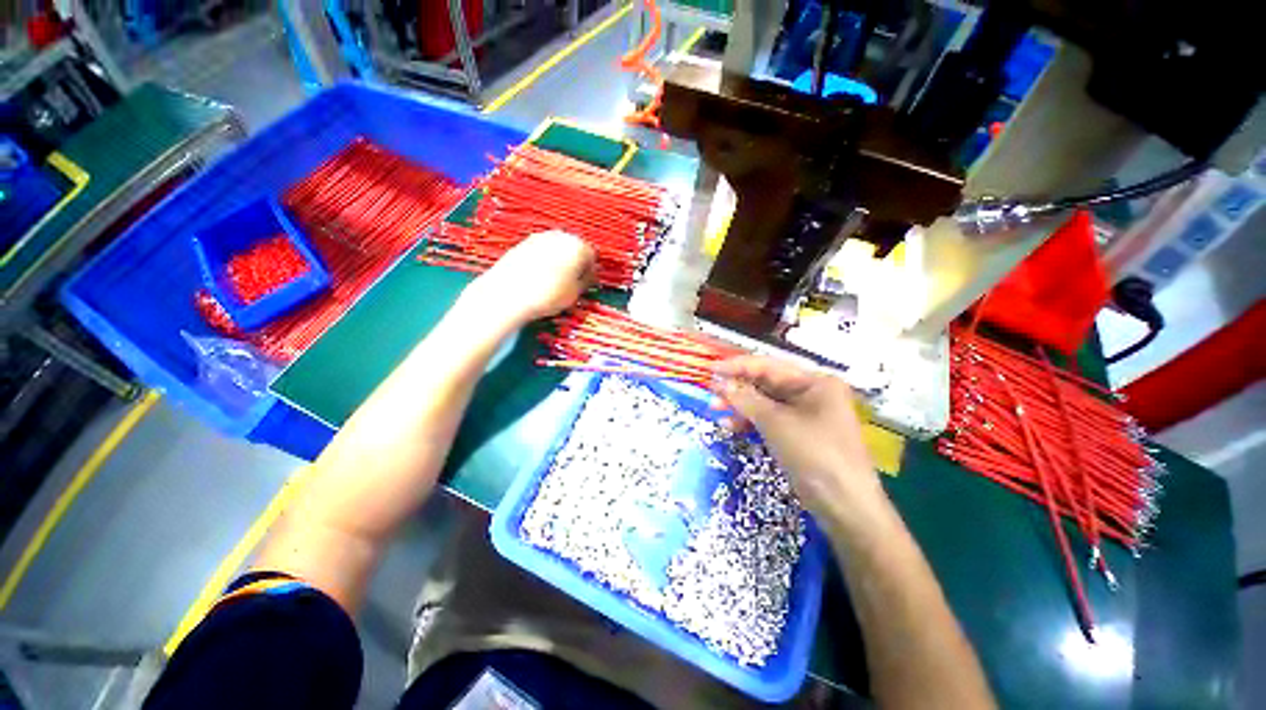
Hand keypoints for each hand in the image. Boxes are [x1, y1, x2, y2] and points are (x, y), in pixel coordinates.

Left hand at [461, 231, 596, 325]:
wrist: (507, 294)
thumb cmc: (547, 295)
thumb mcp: (574, 294)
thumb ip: (585, 281)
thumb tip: (589, 277)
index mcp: (577, 246)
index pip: (592, 255)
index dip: (590, 271)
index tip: (586, 283)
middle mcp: (559, 235)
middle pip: (573, 248)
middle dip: (575, 263)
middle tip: (571, 282)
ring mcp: (539, 237)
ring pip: (556, 248)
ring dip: (559, 261)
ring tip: (553, 282)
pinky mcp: (522, 242)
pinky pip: (540, 251)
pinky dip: (543, 261)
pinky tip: (538, 277)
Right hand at [713, 356, 886, 529]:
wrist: (844, 507)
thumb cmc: (814, 454)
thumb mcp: (776, 422)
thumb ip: (746, 399)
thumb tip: (718, 382)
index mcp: (815, 381)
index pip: (769, 366)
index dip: (738, 366)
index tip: (711, 369)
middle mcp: (812, 393)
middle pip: (766, 383)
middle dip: (738, 388)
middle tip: (711, 393)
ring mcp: (805, 415)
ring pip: (765, 403)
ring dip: (740, 406)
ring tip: (715, 410)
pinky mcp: (797, 435)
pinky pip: (769, 421)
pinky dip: (750, 422)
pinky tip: (730, 427)